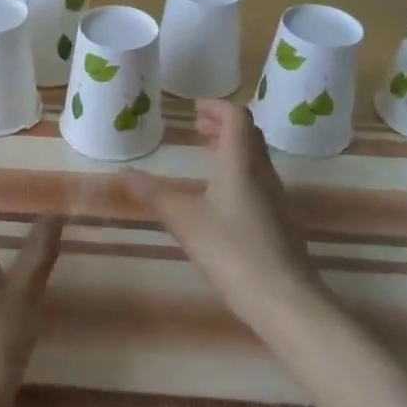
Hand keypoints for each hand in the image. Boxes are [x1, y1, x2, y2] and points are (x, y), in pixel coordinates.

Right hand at [123, 99, 327, 329]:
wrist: (284, 299)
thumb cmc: (231, 250)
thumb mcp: (184, 220)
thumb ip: (153, 194)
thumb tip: (121, 173)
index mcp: (241, 162)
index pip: (237, 117)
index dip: (217, 106)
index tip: (195, 108)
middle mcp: (263, 173)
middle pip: (249, 134)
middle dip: (223, 125)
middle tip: (198, 127)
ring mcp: (276, 198)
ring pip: (256, 158)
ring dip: (232, 148)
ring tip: (207, 156)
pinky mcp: (281, 221)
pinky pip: (260, 181)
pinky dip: (239, 172)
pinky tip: (222, 198)